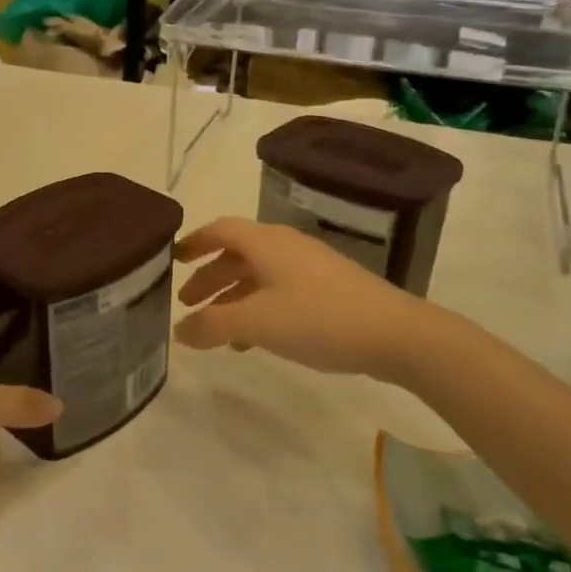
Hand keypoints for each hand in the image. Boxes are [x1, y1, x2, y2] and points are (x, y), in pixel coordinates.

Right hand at [174, 217, 450, 383]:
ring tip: (215, 331)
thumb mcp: (256, 322)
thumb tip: (179, 330)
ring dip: (233, 298)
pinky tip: (254, 342)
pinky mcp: (329, 291)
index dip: (194, 242)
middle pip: (238, 255)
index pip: (220, 230)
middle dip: (209, 277)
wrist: (397, 335)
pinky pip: (280, 293)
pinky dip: (258, 310)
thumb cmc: (318, 318)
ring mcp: (310, 268)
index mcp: (266, 243)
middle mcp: (286, 247)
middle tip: (187, 303)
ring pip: (259, 277)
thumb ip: (212, 324)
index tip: (172, 260)